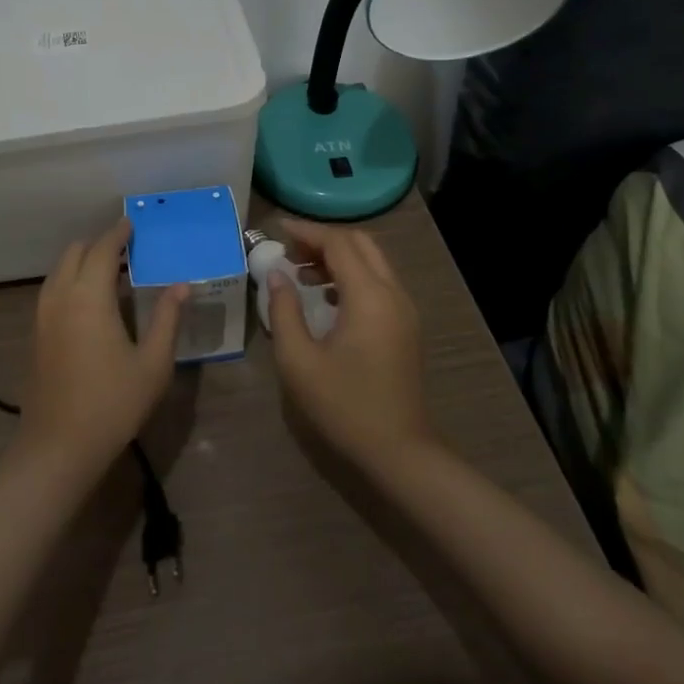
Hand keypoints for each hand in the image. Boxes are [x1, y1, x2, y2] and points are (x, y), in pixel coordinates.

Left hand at [19, 219, 186, 471]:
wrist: (57, 448)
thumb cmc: (112, 404)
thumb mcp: (153, 363)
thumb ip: (167, 319)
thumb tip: (182, 285)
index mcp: (89, 296)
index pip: (103, 249)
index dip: (118, 233)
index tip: (132, 223)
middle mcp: (60, 296)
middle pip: (75, 252)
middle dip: (99, 244)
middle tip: (126, 250)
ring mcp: (42, 316)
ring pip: (59, 270)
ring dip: (82, 261)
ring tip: (111, 273)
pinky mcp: (35, 335)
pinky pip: (52, 290)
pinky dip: (70, 280)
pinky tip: (90, 303)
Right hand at [267, 218, 437, 473]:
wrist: (400, 452)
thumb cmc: (345, 406)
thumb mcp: (299, 361)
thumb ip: (284, 311)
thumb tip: (277, 274)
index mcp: (369, 296)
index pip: (338, 243)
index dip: (306, 232)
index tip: (277, 230)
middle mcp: (393, 292)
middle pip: (360, 244)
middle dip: (324, 239)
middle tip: (290, 249)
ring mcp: (404, 309)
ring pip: (372, 261)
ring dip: (339, 257)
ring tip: (302, 273)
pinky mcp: (406, 325)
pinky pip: (379, 282)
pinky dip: (352, 275)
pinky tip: (326, 297)